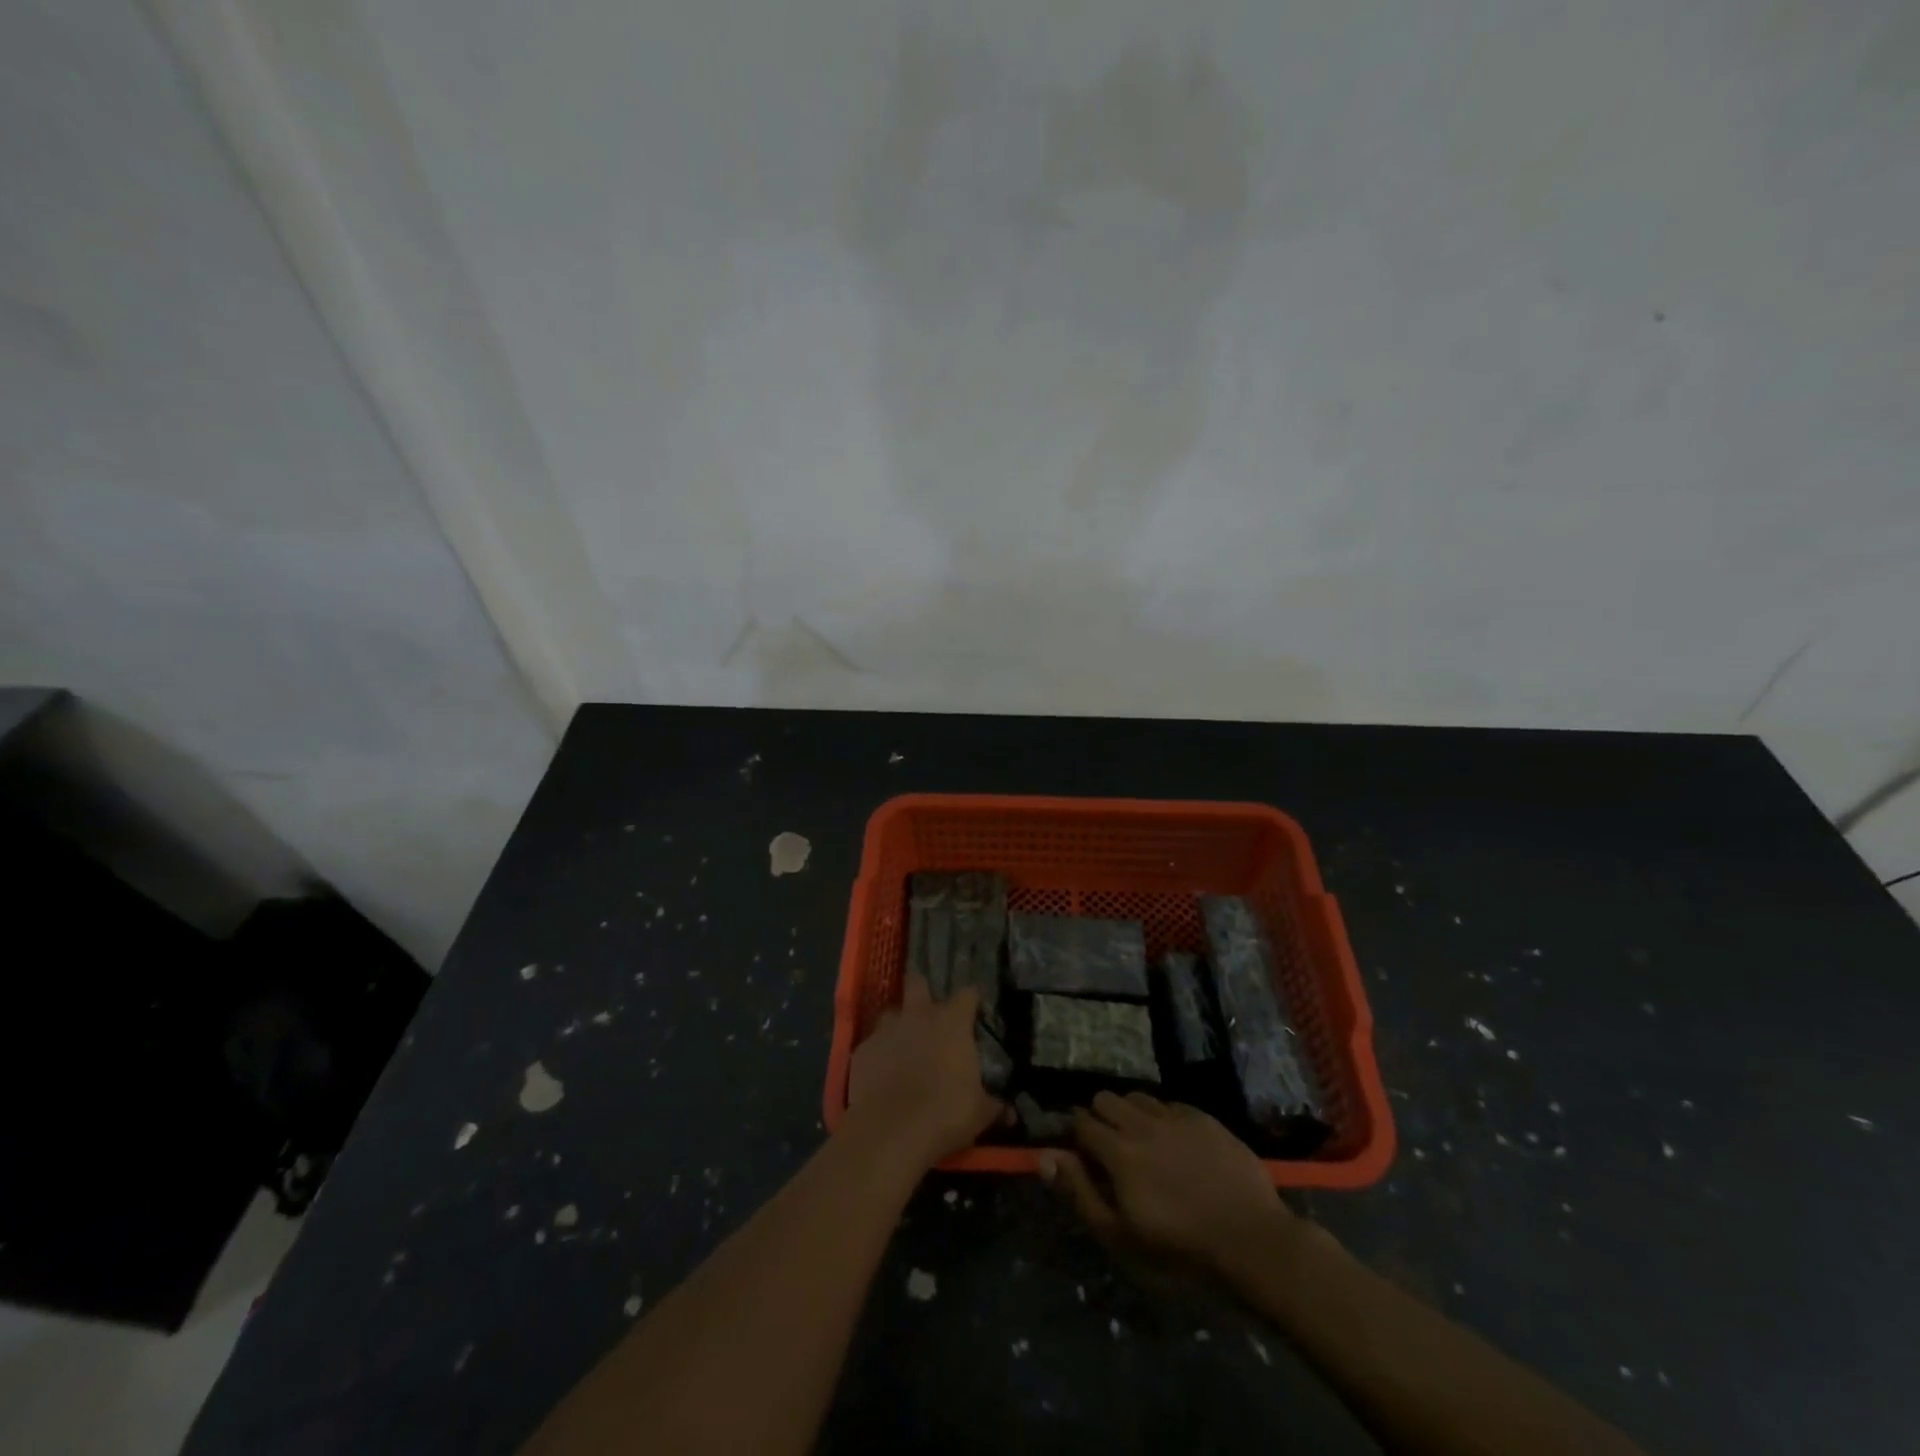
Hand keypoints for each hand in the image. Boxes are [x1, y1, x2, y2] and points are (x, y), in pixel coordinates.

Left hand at [845, 972, 1001, 1170]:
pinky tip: (882, 1074)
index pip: (967, 994)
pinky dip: (878, 1055)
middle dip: (922, 990)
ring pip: (890, 1012)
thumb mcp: (979, 1114)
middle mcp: (917, 1016)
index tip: (974, 1011)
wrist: (890, 1131)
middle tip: (928, 1011)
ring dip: (898, 1025)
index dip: (971, 1001)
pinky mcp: (861, 1051)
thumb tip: (1009, 1113)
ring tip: (903, 1045)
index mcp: (951, 1022)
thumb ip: (993, 1107)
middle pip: (917, 982)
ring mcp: (886, 1030)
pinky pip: (872, 1044)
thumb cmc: (944, 1114)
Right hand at [1041, 1092, 1297, 1273]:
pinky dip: (1162, 1117)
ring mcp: (1176, 1117)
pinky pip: (1171, 1104)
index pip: (1081, 1121)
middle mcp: (1143, 1123)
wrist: (1253, 1243)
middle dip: (1099, 1116)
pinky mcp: (1205, 1119)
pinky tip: (1174, 1142)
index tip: (1079, 1151)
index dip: (1074, 1134)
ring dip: (1130, 1113)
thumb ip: (1079, 1191)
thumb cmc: (1180, 1251)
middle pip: (1106, 1098)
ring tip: (1140, 1142)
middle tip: (1108, 1148)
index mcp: (1118, 1150)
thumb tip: (1045, 1155)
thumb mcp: (1120, 1236)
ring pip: (1138, 1096)